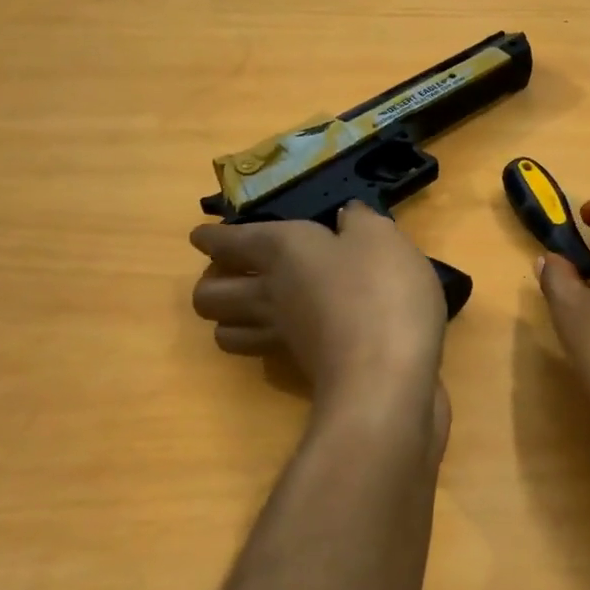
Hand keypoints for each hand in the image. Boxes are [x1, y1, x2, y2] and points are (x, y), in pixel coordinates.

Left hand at [191, 204, 447, 413]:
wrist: (387, 373)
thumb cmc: (381, 290)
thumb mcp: (381, 238)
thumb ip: (360, 221)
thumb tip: (346, 215)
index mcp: (281, 249)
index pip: (227, 242)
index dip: (211, 238)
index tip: (203, 237)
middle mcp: (268, 292)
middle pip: (208, 294)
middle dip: (209, 283)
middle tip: (233, 273)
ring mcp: (280, 336)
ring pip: (225, 331)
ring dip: (228, 318)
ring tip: (250, 308)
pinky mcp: (298, 368)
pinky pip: (261, 351)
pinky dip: (263, 341)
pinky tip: (287, 333)